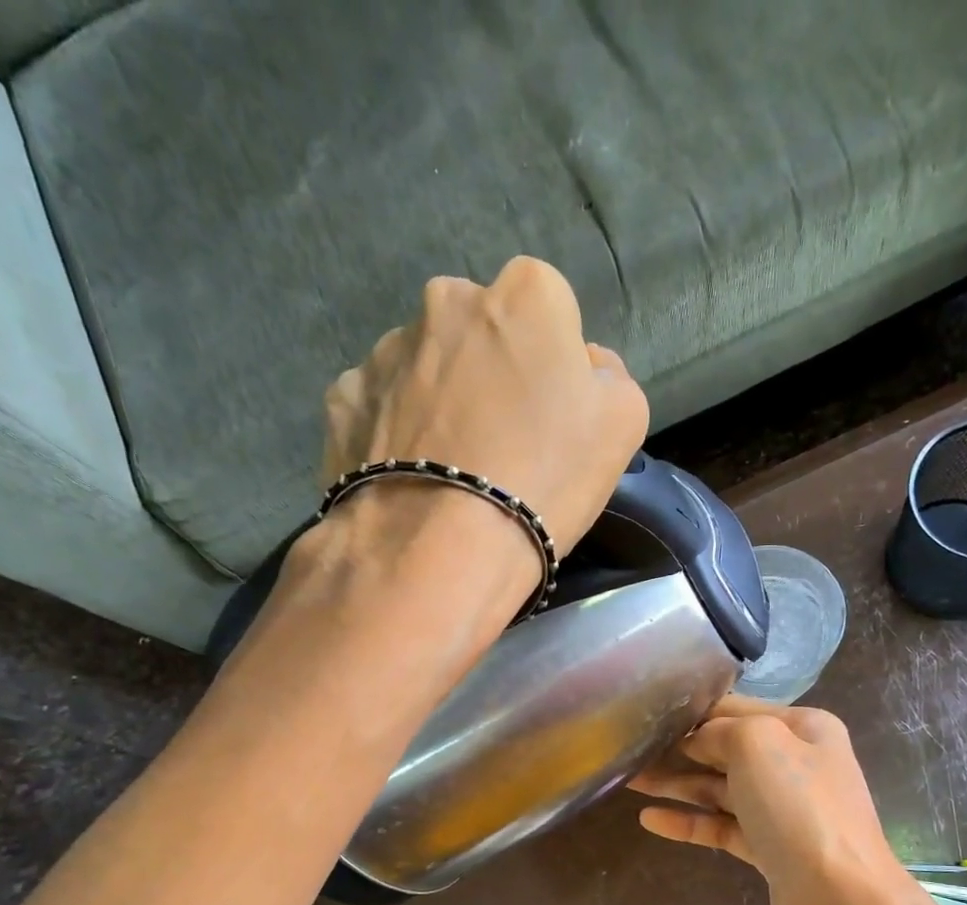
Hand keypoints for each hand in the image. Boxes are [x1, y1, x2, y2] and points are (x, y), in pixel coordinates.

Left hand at [321, 257, 648, 548]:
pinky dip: (397, 431)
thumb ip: (609, 375)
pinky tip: (413, 476)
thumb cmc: (545, 479)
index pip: (550, 309)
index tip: (553, 414)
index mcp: (525, 294)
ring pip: (429, 366)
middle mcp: (448, 300)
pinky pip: (383, 405)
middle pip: (483, 331)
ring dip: (443, 399)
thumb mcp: (622, 424)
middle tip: (504, 441)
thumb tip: (583, 364)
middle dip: (493, 370)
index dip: (555, 363)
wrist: (441, 548)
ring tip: (453, 468)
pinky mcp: (343, 397)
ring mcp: (386, 347)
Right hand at [631, 697, 954, 904]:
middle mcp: (797, 765)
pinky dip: (689, 822)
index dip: (694, 711)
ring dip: (677, 784)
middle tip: (630, 748)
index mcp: (805, 729)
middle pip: (727, 749)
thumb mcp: (758, 745)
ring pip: (720, 790)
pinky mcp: (770, 852)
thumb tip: (696, 740)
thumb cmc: (800, 810)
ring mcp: (784, 812)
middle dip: (680, 748)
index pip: (738, 709)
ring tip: (628, 779)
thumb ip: (720, 731)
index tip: (649, 713)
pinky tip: (649, 819)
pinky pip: (722, 828)